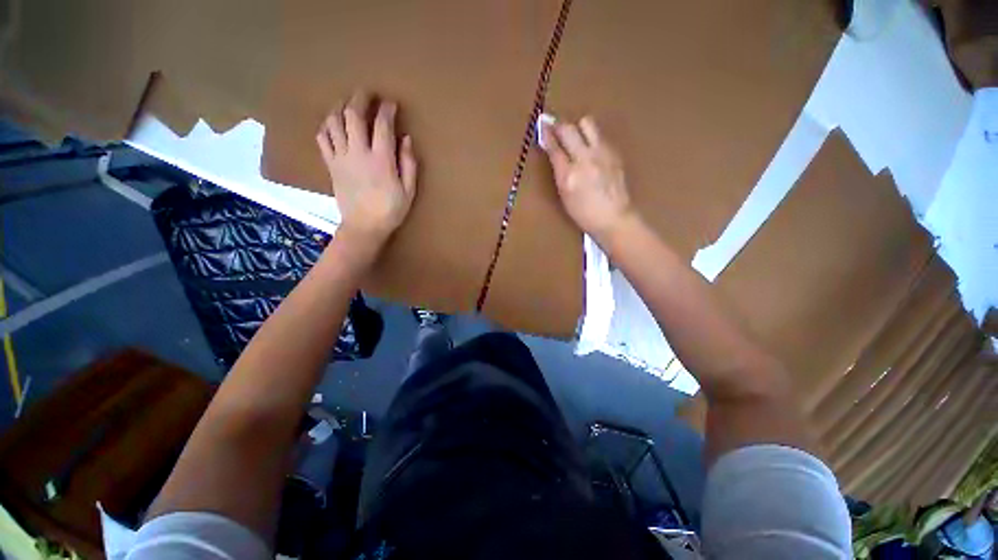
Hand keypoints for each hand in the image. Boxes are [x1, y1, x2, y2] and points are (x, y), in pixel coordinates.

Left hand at [316, 91, 416, 244]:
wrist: (364, 227)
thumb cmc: (391, 210)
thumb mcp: (409, 190)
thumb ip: (409, 163)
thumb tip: (406, 138)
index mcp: (381, 160)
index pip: (382, 125)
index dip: (386, 110)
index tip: (391, 104)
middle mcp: (358, 153)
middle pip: (353, 115)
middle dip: (360, 98)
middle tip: (367, 93)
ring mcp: (341, 157)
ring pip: (334, 122)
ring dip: (340, 107)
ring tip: (347, 104)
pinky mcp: (331, 165)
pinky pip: (322, 138)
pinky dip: (327, 126)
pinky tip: (333, 124)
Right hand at [544, 116, 635, 242]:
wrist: (614, 217)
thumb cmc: (584, 214)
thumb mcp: (565, 196)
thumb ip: (559, 172)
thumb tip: (554, 153)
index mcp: (569, 175)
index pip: (554, 147)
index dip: (546, 134)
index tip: (542, 126)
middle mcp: (584, 159)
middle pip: (568, 129)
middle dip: (559, 125)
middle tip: (555, 127)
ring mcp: (601, 153)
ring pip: (587, 123)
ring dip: (578, 127)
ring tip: (576, 136)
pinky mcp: (614, 152)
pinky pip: (599, 135)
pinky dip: (592, 138)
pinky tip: (591, 150)